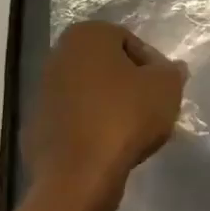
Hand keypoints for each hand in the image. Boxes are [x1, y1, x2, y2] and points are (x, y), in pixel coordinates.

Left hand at [23, 21, 186, 210]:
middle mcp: (59, 55)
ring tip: (133, 132)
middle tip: (151, 109)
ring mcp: (43, 92)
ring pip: (91, 93)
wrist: (78, 176)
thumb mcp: (166, 87)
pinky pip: (76, 119)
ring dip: (111, 107)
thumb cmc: (124, 117)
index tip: (163, 90)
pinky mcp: (37, 126)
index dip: (153, 66)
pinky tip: (109, 147)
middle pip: (108, 66)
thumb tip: (171, 69)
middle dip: (130, 85)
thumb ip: (172, 71)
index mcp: (86, 35)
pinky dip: (92, 128)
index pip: (131, 42)